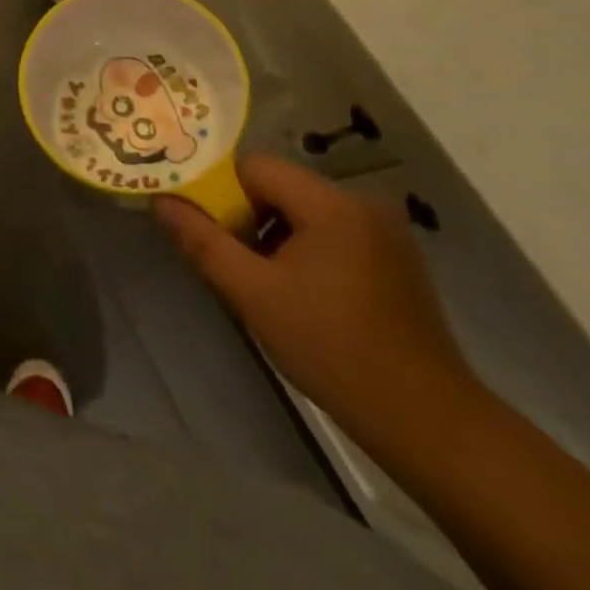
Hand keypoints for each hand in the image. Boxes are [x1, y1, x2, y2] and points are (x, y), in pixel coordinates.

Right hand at [153, 156, 479, 453]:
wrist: (428, 422)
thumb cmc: (332, 350)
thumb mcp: (254, 296)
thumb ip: (203, 242)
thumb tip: (161, 201)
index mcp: (330, 204)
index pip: (255, 168)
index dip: (224, 194)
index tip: (214, 235)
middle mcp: (362, 204)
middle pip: (282, 188)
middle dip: (251, 219)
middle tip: (238, 266)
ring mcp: (386, 232)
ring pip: (307, 212)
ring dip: (279, 238)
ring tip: (269, 287)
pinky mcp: (398, 260)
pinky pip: (335, 234)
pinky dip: (310, 251)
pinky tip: (307, 297)